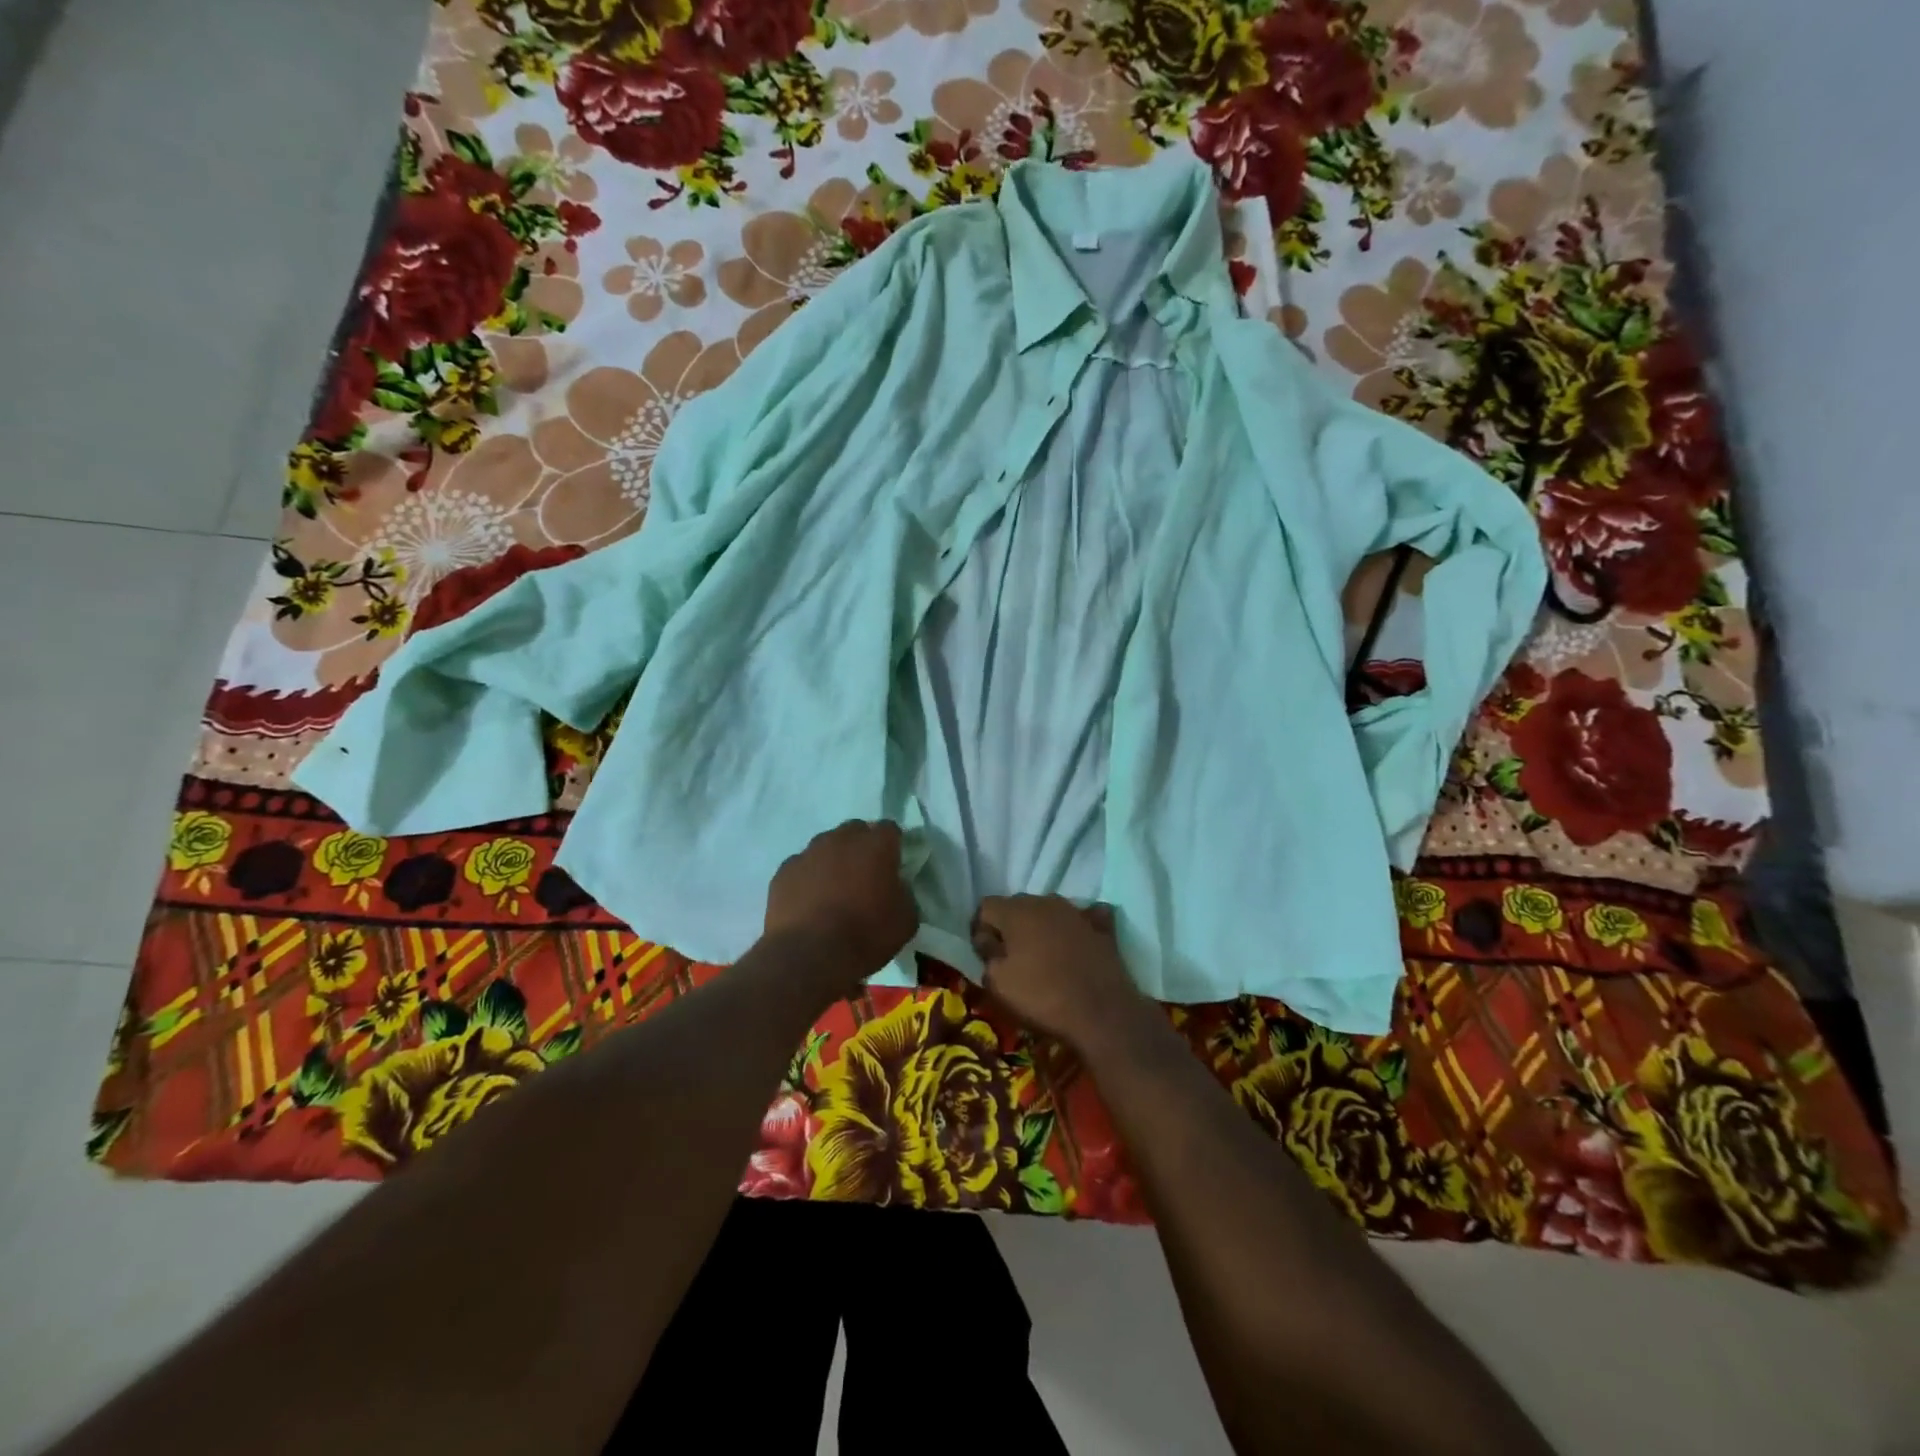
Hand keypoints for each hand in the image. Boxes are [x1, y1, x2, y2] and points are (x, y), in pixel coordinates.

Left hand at [764, 820, 918, 985]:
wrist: (809, 955)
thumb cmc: (865, 935)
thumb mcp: (905, 919)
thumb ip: (904, 893)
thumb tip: (895, 887)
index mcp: (876, 846)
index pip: (890, 829)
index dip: (893, 844)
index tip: (893, 864)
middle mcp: (841, 839)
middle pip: (855, 831)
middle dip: (861, 847)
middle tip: (865, 875)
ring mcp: (809, 852)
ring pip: (825, 845)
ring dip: (833, 860)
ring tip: (834, 890)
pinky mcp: (784, 871)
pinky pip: (801, 866)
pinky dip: (808, 878)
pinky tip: (809, 902)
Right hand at [972, 895, 1144, 1052]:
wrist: (1102, 1014)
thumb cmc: (1042, 997)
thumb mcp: (997, 983)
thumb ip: (987, 954)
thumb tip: (989, 940)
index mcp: (1016, 911)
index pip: (986, 906)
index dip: (980, 929)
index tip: (984, 954)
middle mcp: (1046, 901)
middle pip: (1017, 906)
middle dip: (1009, 927)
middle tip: (1010, 958)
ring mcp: (1077, 912)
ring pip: (1048, 912)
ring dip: (1041, 928)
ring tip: (1043, 957)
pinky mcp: (1102, 928)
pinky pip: (1083, 919)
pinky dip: (1075, 930)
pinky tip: (1076, 946)